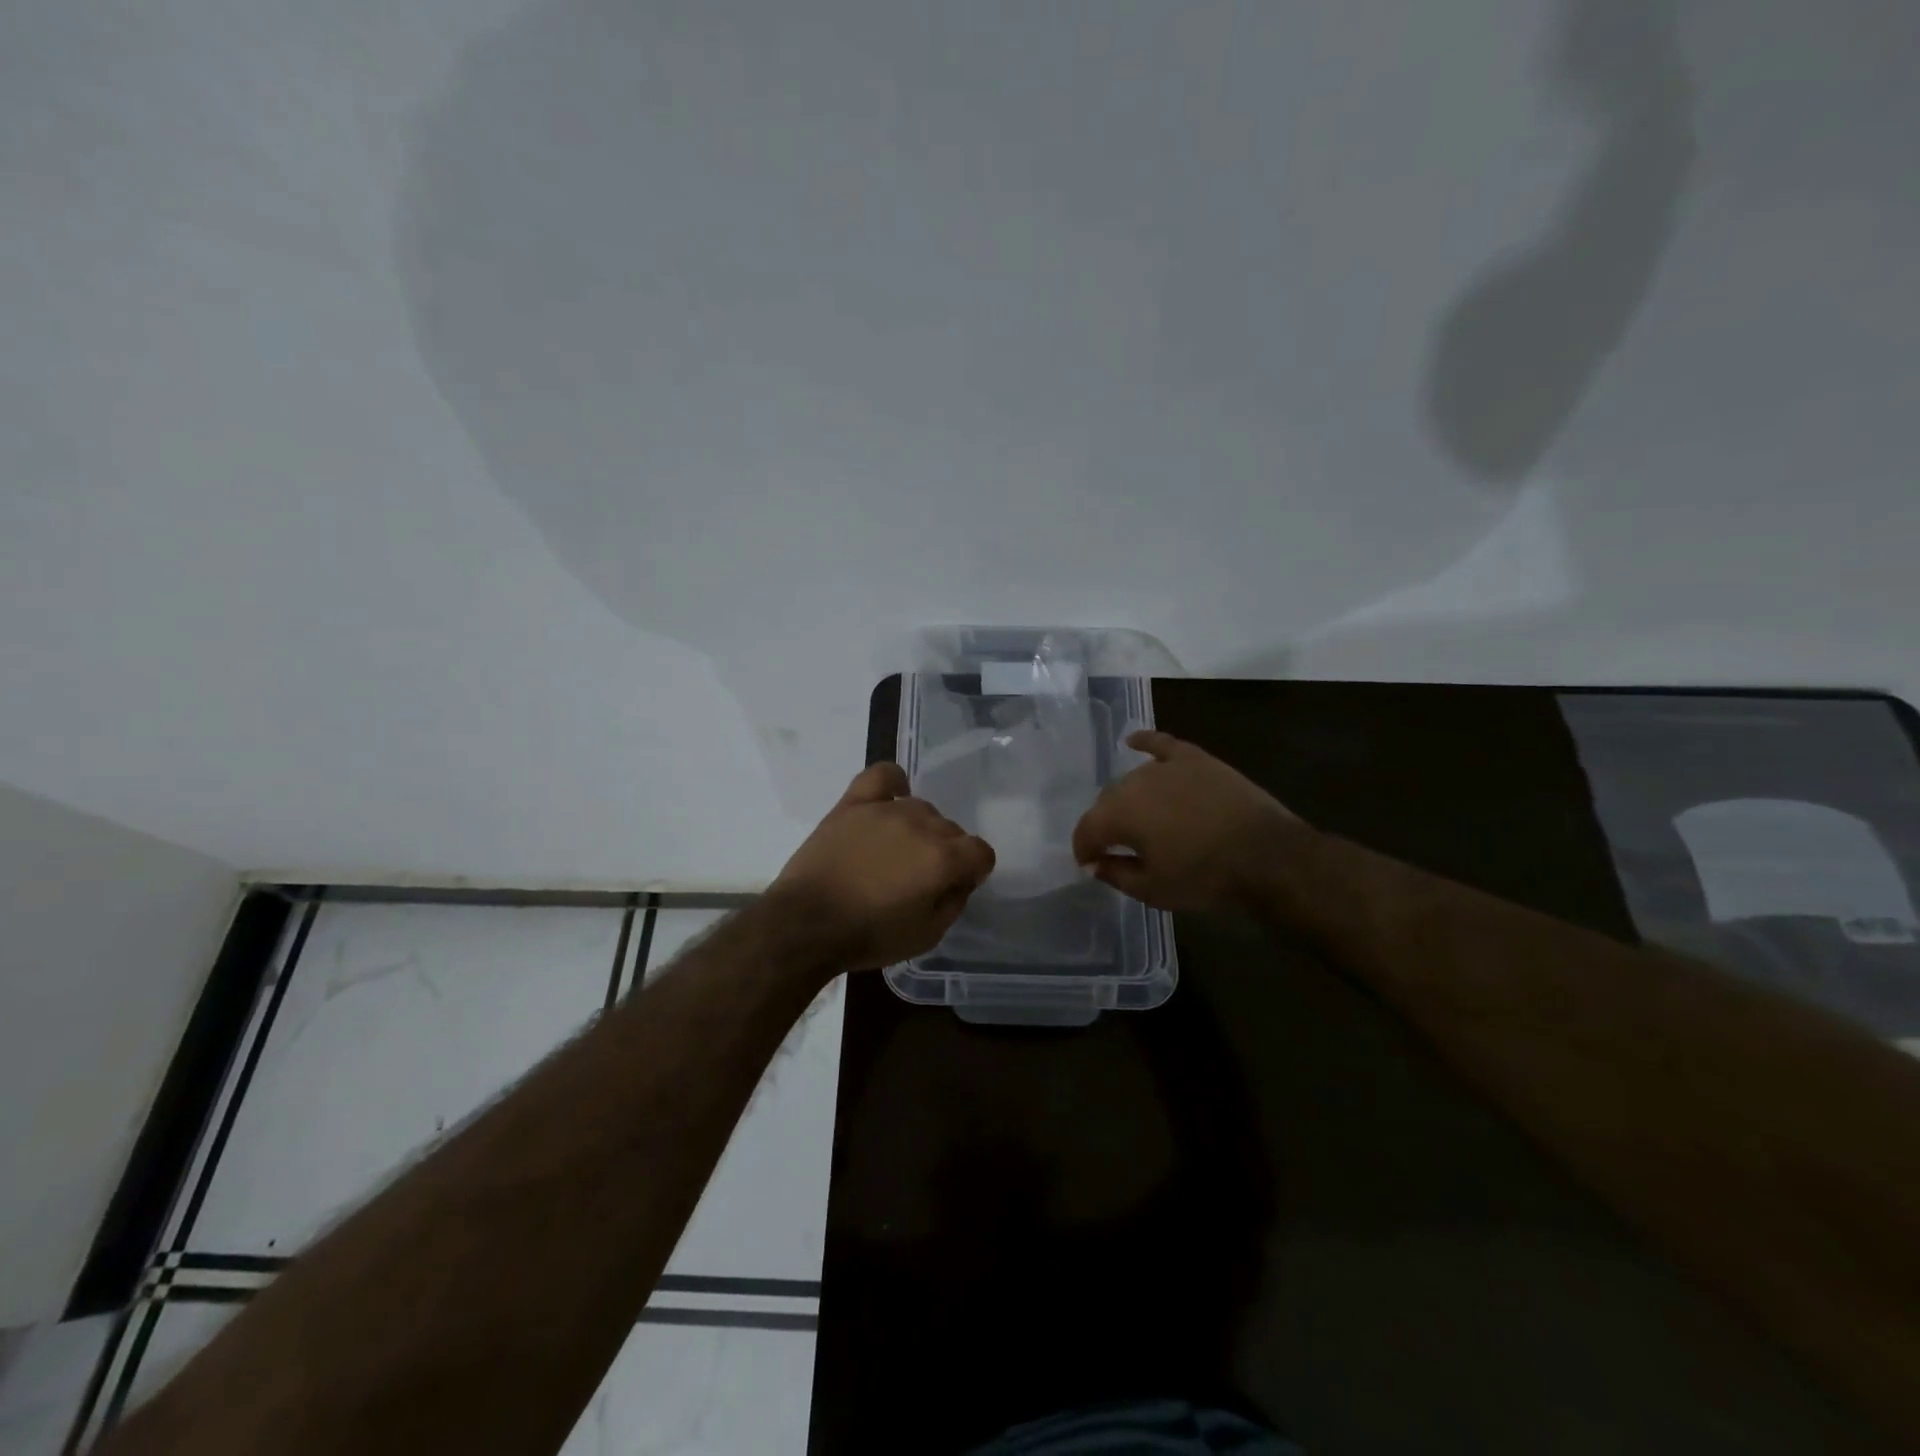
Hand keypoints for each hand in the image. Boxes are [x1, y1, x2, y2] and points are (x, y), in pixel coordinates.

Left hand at [770, 762, 995, 970]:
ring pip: (922, 808)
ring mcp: (886, 809)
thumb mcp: (927, 936)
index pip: (981, 852)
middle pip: (952, 830)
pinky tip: (891, 800)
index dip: (973, 871)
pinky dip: (893, 785)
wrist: (805, 924)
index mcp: (943, 860)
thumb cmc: (868, 936)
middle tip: (919, 879)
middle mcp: (921, 826)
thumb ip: (954, 902)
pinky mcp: (853, 803)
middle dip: (945, 853)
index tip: (954, 887)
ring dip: (919, 830)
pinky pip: (883, 776)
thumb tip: (961, 879)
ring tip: (894, 854)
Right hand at [1071, 731, 1303, 911]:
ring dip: (1128, 799)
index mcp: (1119, 815)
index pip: (1086, 830)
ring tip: (1140, 818)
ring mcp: (1166, 767)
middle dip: (1105, 824)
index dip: (1083, 849)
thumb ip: (1116, 875)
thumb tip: (1094, 864)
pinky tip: (1133, 741)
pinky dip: (1145, 742)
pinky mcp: (1194, 758)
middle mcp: (1134, 783)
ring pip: (1133, 779)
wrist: (1265, 855)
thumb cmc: (1204, 877)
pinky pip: (1162, 744)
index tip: (1089, 864)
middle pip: (1107, 802)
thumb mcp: (1153, 890)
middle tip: (1117, 847)